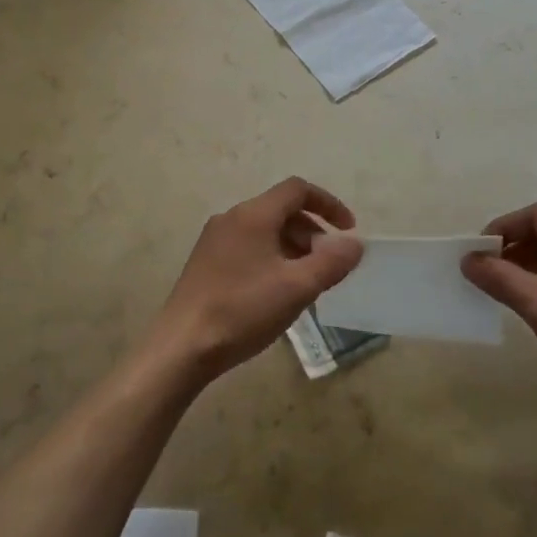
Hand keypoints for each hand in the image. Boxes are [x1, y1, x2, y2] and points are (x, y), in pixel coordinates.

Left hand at [154, 178, 362, 381]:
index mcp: (253, 215)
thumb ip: (332, 262)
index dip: (328, 204)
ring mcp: (214, 240)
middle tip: (329, 263)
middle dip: (312, 231)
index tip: (348, 231)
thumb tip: (354, 243)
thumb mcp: (297, 288)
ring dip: (293, 246)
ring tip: (307, 281)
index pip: (297, 189)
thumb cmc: (243, 311)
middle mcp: (231, 218)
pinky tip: (276, 292)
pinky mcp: (205, 262)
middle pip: (281, 209)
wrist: (182, 346)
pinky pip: (248, 246)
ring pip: (264, 230)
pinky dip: (271, 257)